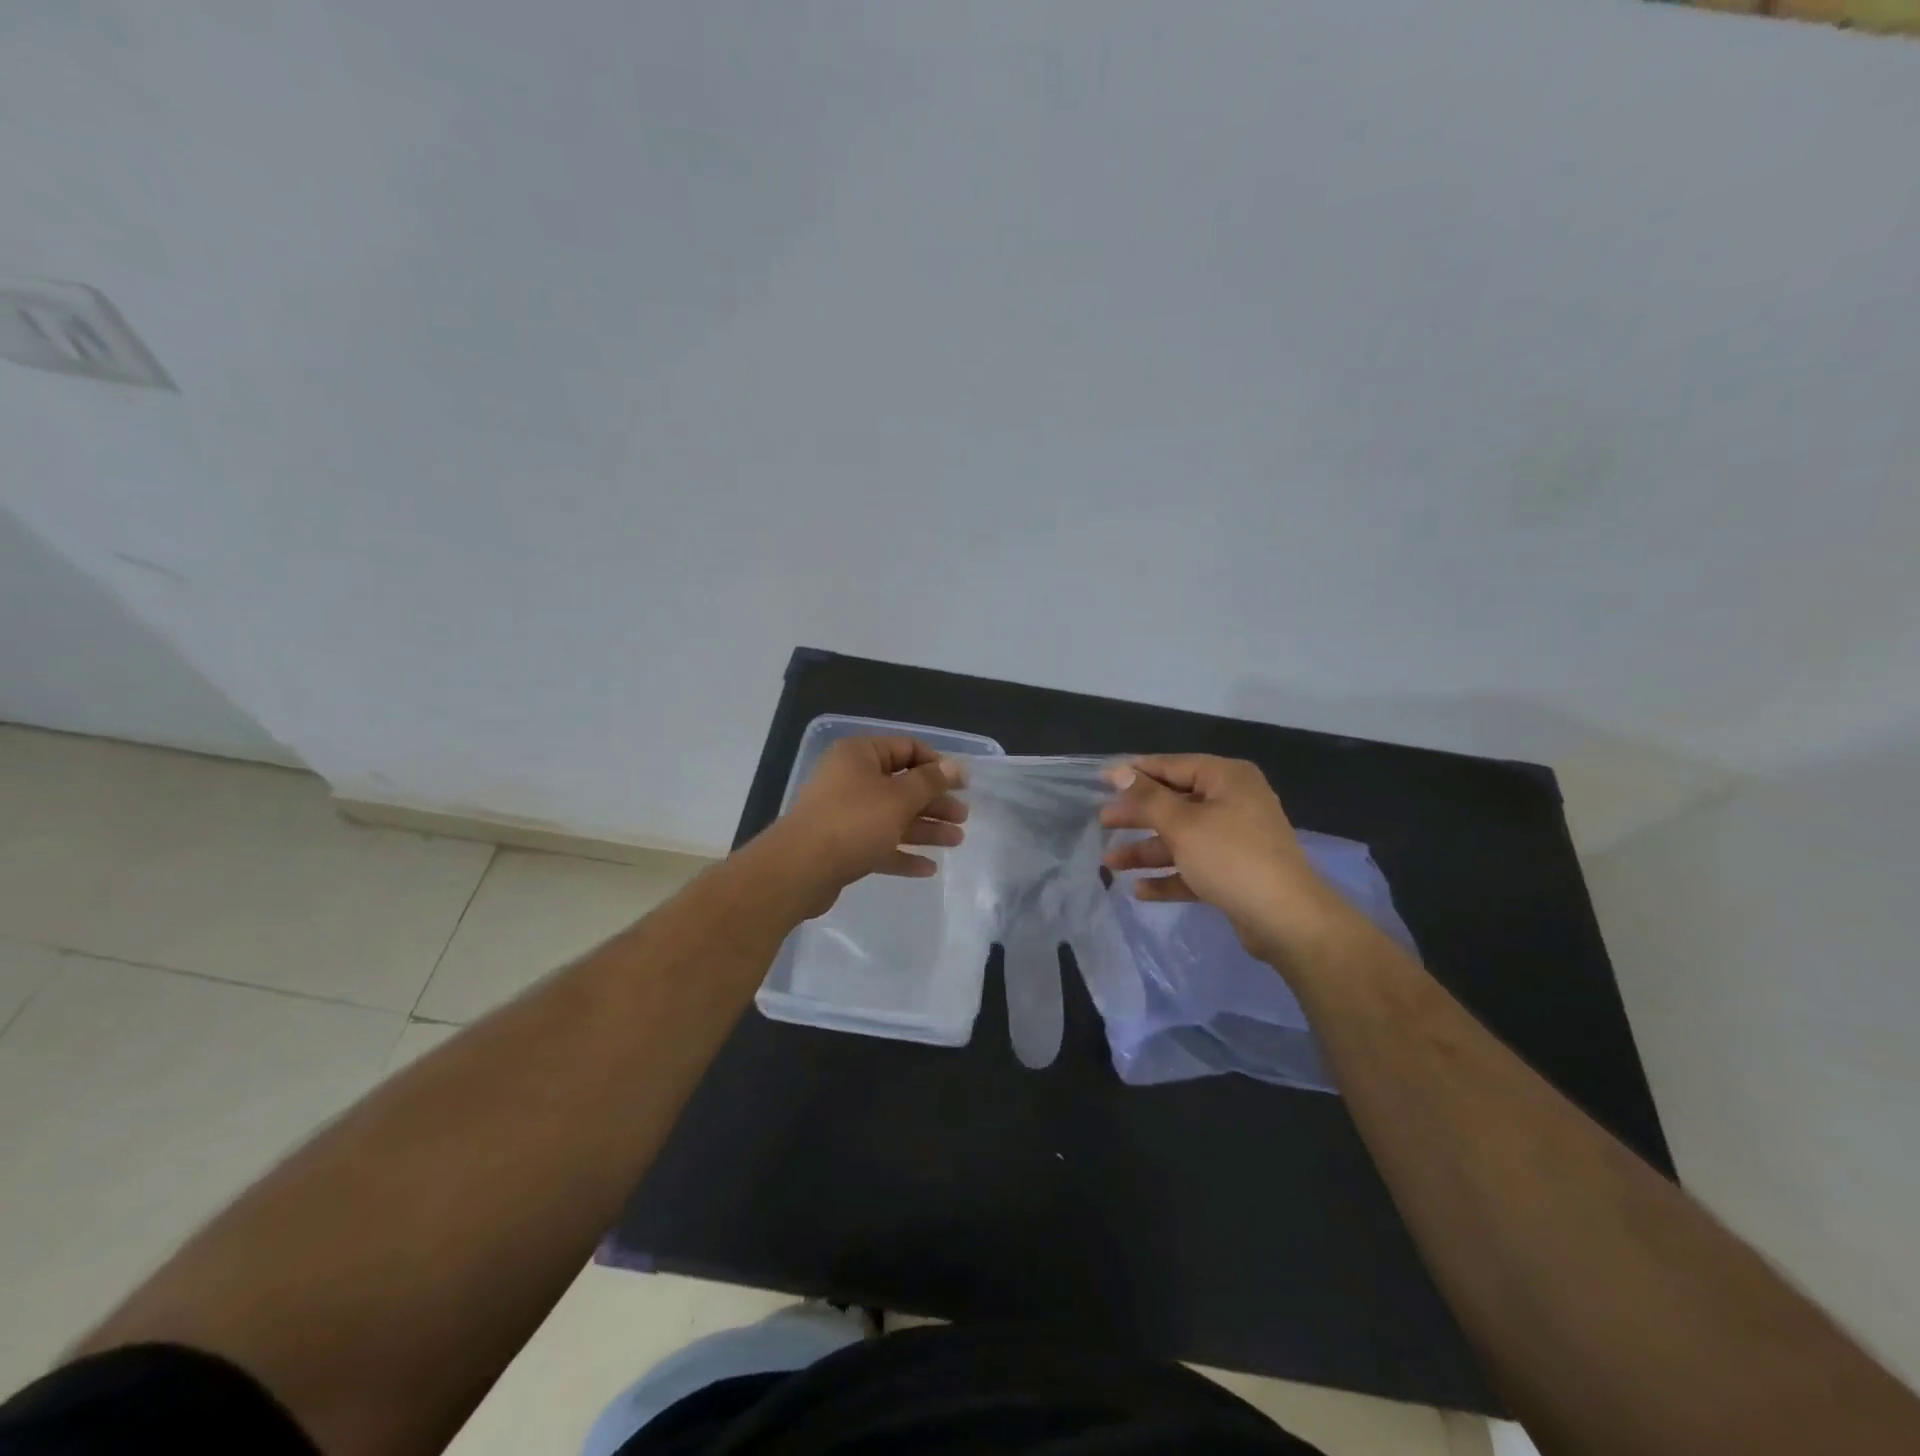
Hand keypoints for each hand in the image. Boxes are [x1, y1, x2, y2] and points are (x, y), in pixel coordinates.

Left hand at [775, 736, 967, 907]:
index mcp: (860, 755)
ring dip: (925, 828)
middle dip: (934, 802)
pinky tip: (928, 868)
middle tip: (963, 817)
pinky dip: (902, 853)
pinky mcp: (842, 846)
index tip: (962, 784)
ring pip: (893, 817)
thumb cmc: (853, 822)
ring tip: (956, 841)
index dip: (937, 765)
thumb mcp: (899, 797)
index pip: (906, 748)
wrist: (800, 869)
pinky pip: (879, 844)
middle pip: (902, 786)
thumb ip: (930, 782)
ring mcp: (845, 814)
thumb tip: (956, 766)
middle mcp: (851, 779)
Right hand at [1099, 755, 1344, 963]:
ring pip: (1181, 839)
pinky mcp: (1234, 874)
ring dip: (1146, 850)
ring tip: (1109, 864)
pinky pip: (1193, 868)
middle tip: (1103, 822)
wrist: (1286, 919)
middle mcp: (1233, 803)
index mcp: (1227, 780)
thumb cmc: (1231, 858)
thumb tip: (1119, 772)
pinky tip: (1139, 890)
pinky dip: (1169, 876)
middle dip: (1137, 816)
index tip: (1101, 780)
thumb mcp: (1182, 824)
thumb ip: (1147, 798)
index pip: (1172, 766)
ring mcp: (1235, 840)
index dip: (1135, 772)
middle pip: (1175, 803)